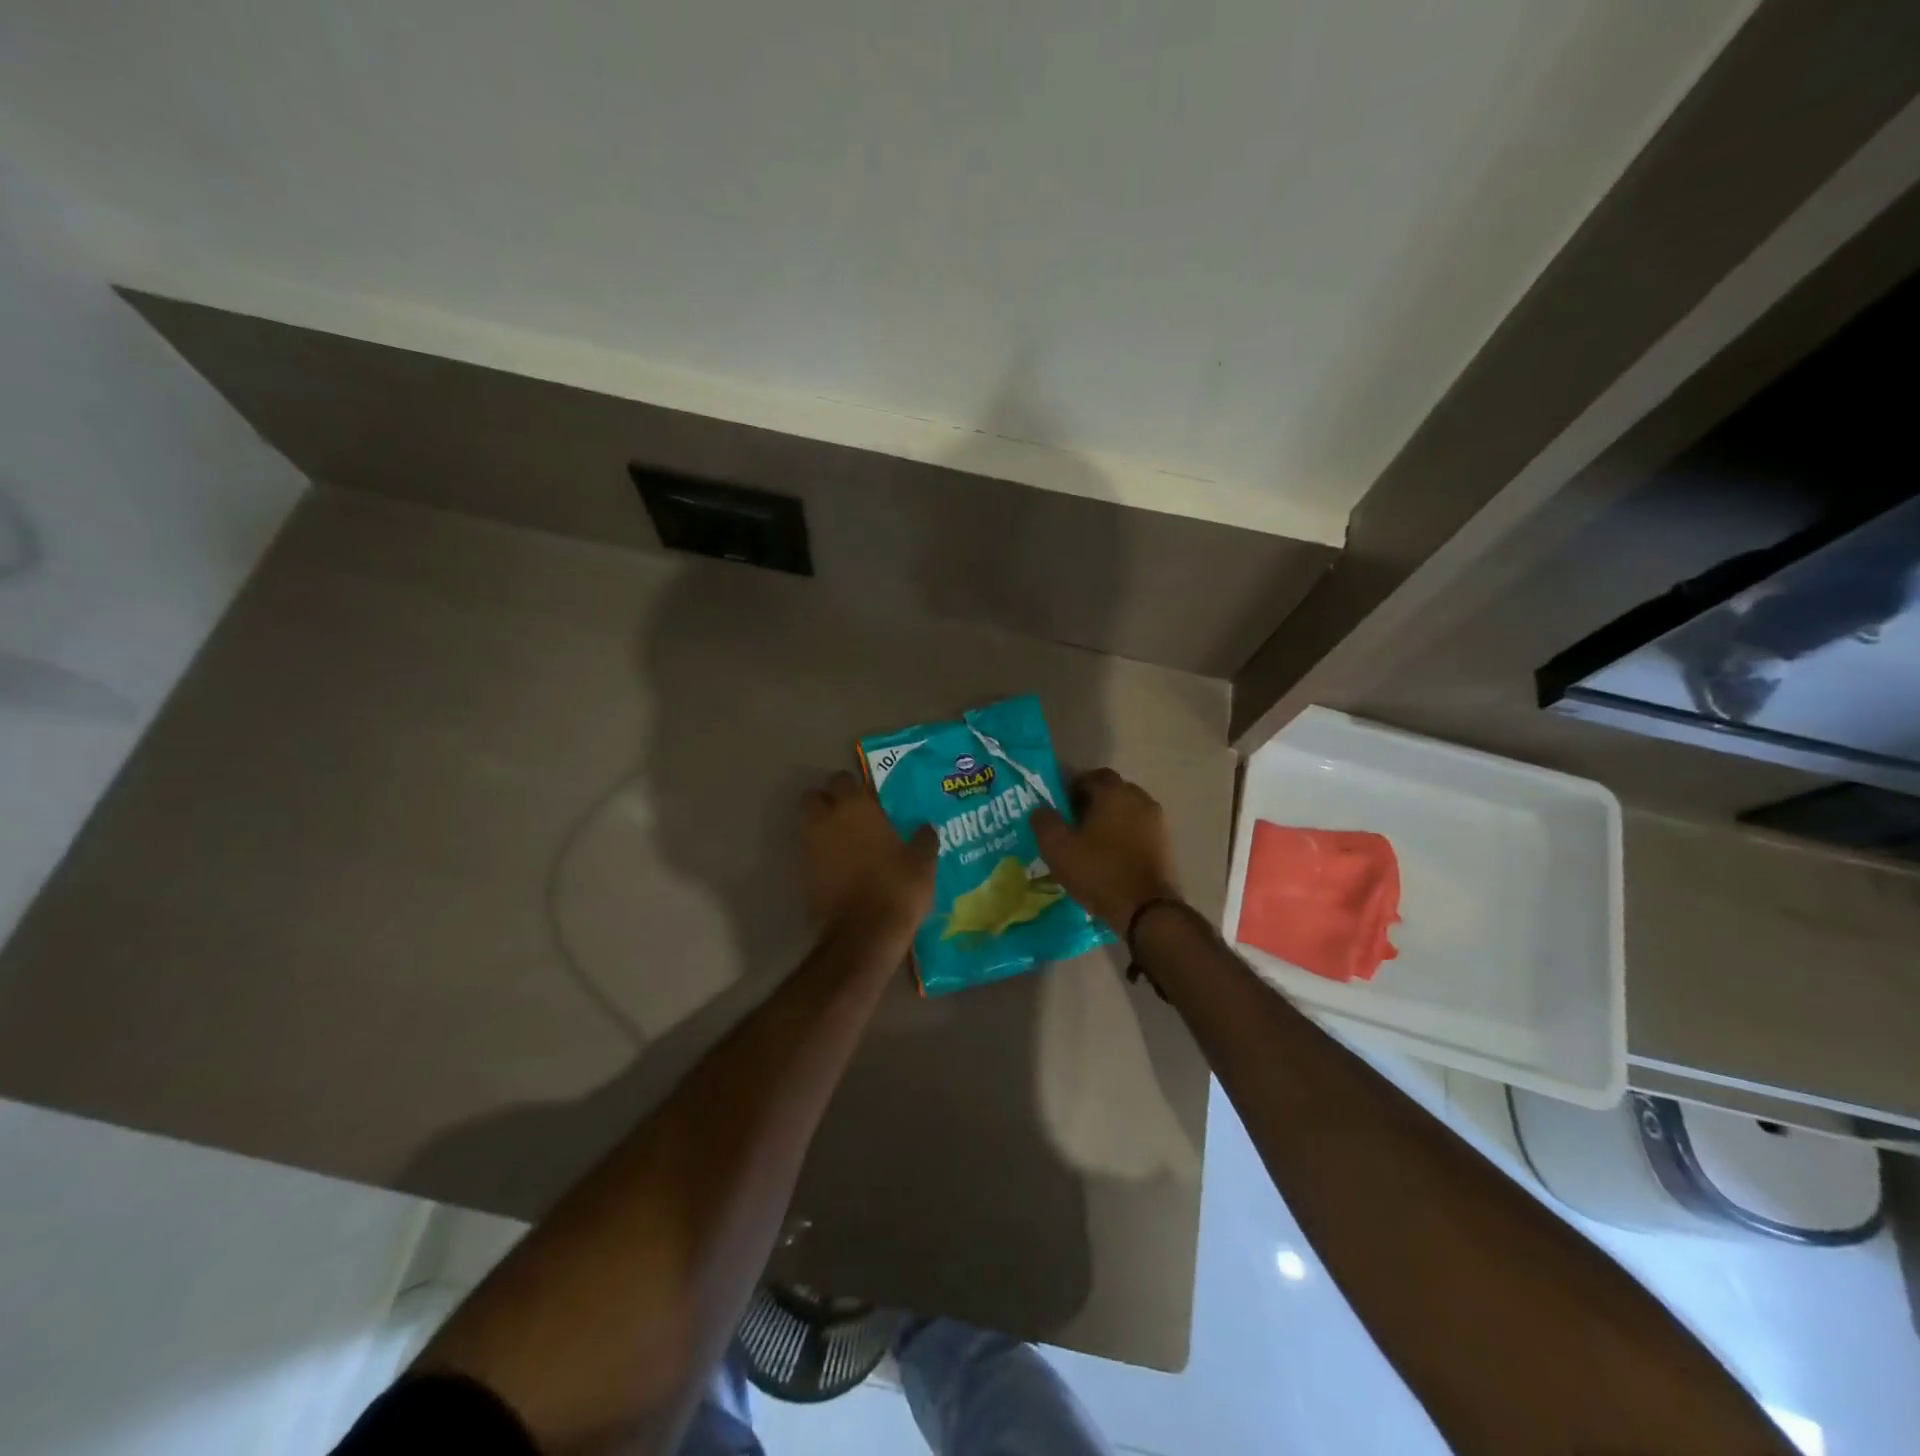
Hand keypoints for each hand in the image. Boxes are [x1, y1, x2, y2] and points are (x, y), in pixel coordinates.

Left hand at [801, 771, 937, 936]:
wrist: (863, 934)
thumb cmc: (896, 887)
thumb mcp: (922, 862)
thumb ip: (923, 839)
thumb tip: (926, 827)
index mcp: (855, 807)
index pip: (843, 778)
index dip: (854, 787)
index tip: (870, 798)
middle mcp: (826, 820)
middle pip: (814, 797)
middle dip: (827, 801)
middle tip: (851, 816)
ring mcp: (810, 847)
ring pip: (808, 824)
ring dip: (822, 827)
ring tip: (846, 842)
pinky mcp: (802, 874)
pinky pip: (809, 853)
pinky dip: (820, 854)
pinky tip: (841, 867)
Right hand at [1032, 768, 1180, 933]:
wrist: (1145, 909)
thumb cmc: (1098, 871)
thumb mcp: (1057, 847)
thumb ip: (1044, 821)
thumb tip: (1040, 809)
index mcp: (1114, 792)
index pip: (1092, 776)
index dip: (1073, 788)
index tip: (1061, 808)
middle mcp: (1140, 798)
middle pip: (1112, 792)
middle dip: (1093, 803)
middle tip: (1074, 825)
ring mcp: (1157, 821)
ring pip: (1128, 811)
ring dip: (1111, 820)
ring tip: (1093, 843)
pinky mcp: (1166, 844)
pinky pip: (1140, 831)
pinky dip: (1126, 837)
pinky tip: (1113, 857)